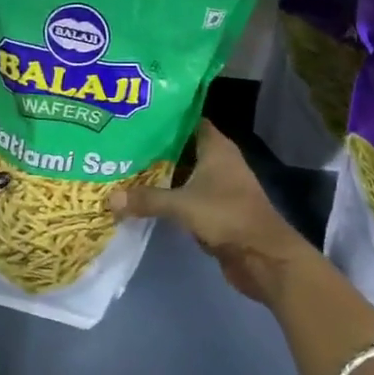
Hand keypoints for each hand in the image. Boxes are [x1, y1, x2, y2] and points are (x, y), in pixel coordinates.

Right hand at [110, 119, 313, 303]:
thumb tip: (109, 198)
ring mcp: (218, 186)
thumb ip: (147, 199)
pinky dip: (169, 196)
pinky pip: (186, 195)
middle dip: (155, 146)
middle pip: (182, 146)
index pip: (188, 119)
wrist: (264, 258)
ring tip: (125, 167)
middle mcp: (218, 161)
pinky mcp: (216, 209)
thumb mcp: (182, 205)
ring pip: (183, 172)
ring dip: (160, 173)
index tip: (136, 115)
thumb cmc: (227, 216)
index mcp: (216, 147)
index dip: (164, 116)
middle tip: (121, 142)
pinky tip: (143, 197)